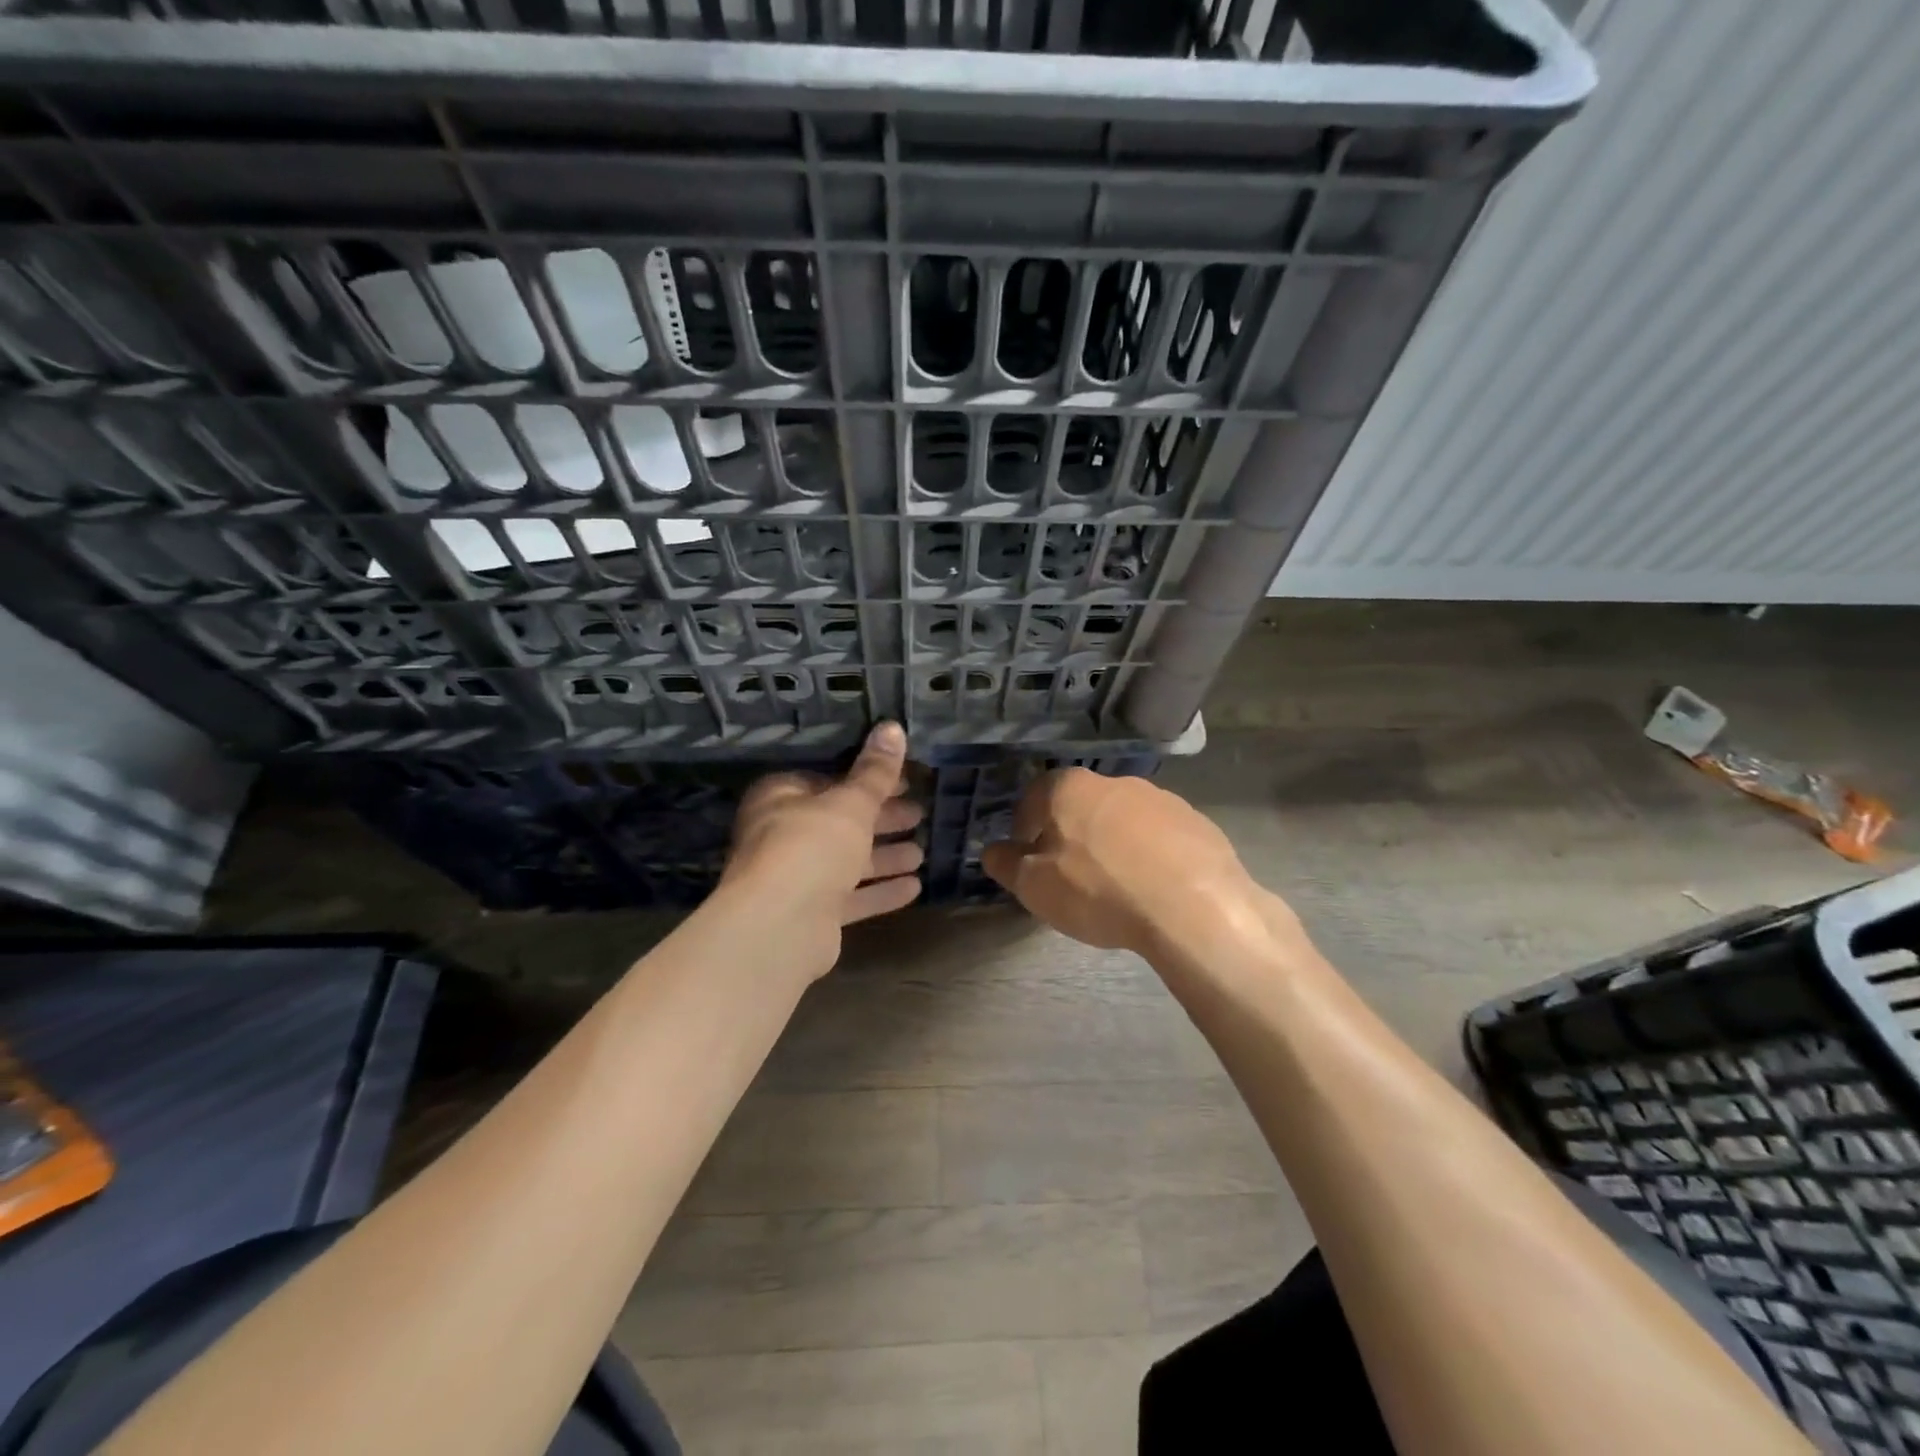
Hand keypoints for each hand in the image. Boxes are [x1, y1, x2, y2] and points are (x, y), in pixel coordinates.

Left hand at [723, 722, 924, 969]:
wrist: (779, 927)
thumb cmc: (811, 846)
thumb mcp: (851, 803)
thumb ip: (875, 771)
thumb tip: (893, 727)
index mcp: (781, 797)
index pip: (828, 780)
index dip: (868, 780)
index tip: (905, 782)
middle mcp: (783, 834)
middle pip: (841, 822)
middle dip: (882, 820)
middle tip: (919, 815)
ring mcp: (796, 877)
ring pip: (847, 861)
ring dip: (884, 857)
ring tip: (921, 853)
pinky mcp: (811, 914)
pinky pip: (851, 896)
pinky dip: (879, 890)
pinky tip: (914, 888)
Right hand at [981, 769, 1266, 955]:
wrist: (1193, 907)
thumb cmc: (1099, 891)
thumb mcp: (1034, 886)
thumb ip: (1006, 864)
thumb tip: (992, 851)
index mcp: (1069, 787)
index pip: (1033, 798)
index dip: (1025, 831)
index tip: (1031, 861)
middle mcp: (1113, 781)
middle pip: (1079, 806)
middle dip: (1070, 836)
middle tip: (1072, 877)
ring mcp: (1160, 798)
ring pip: (1121, 820)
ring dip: (1113, 845)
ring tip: (1118, 888)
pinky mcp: (1196, 821)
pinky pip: (1160, 837)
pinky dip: (1151, 856)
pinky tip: (1154, 889)